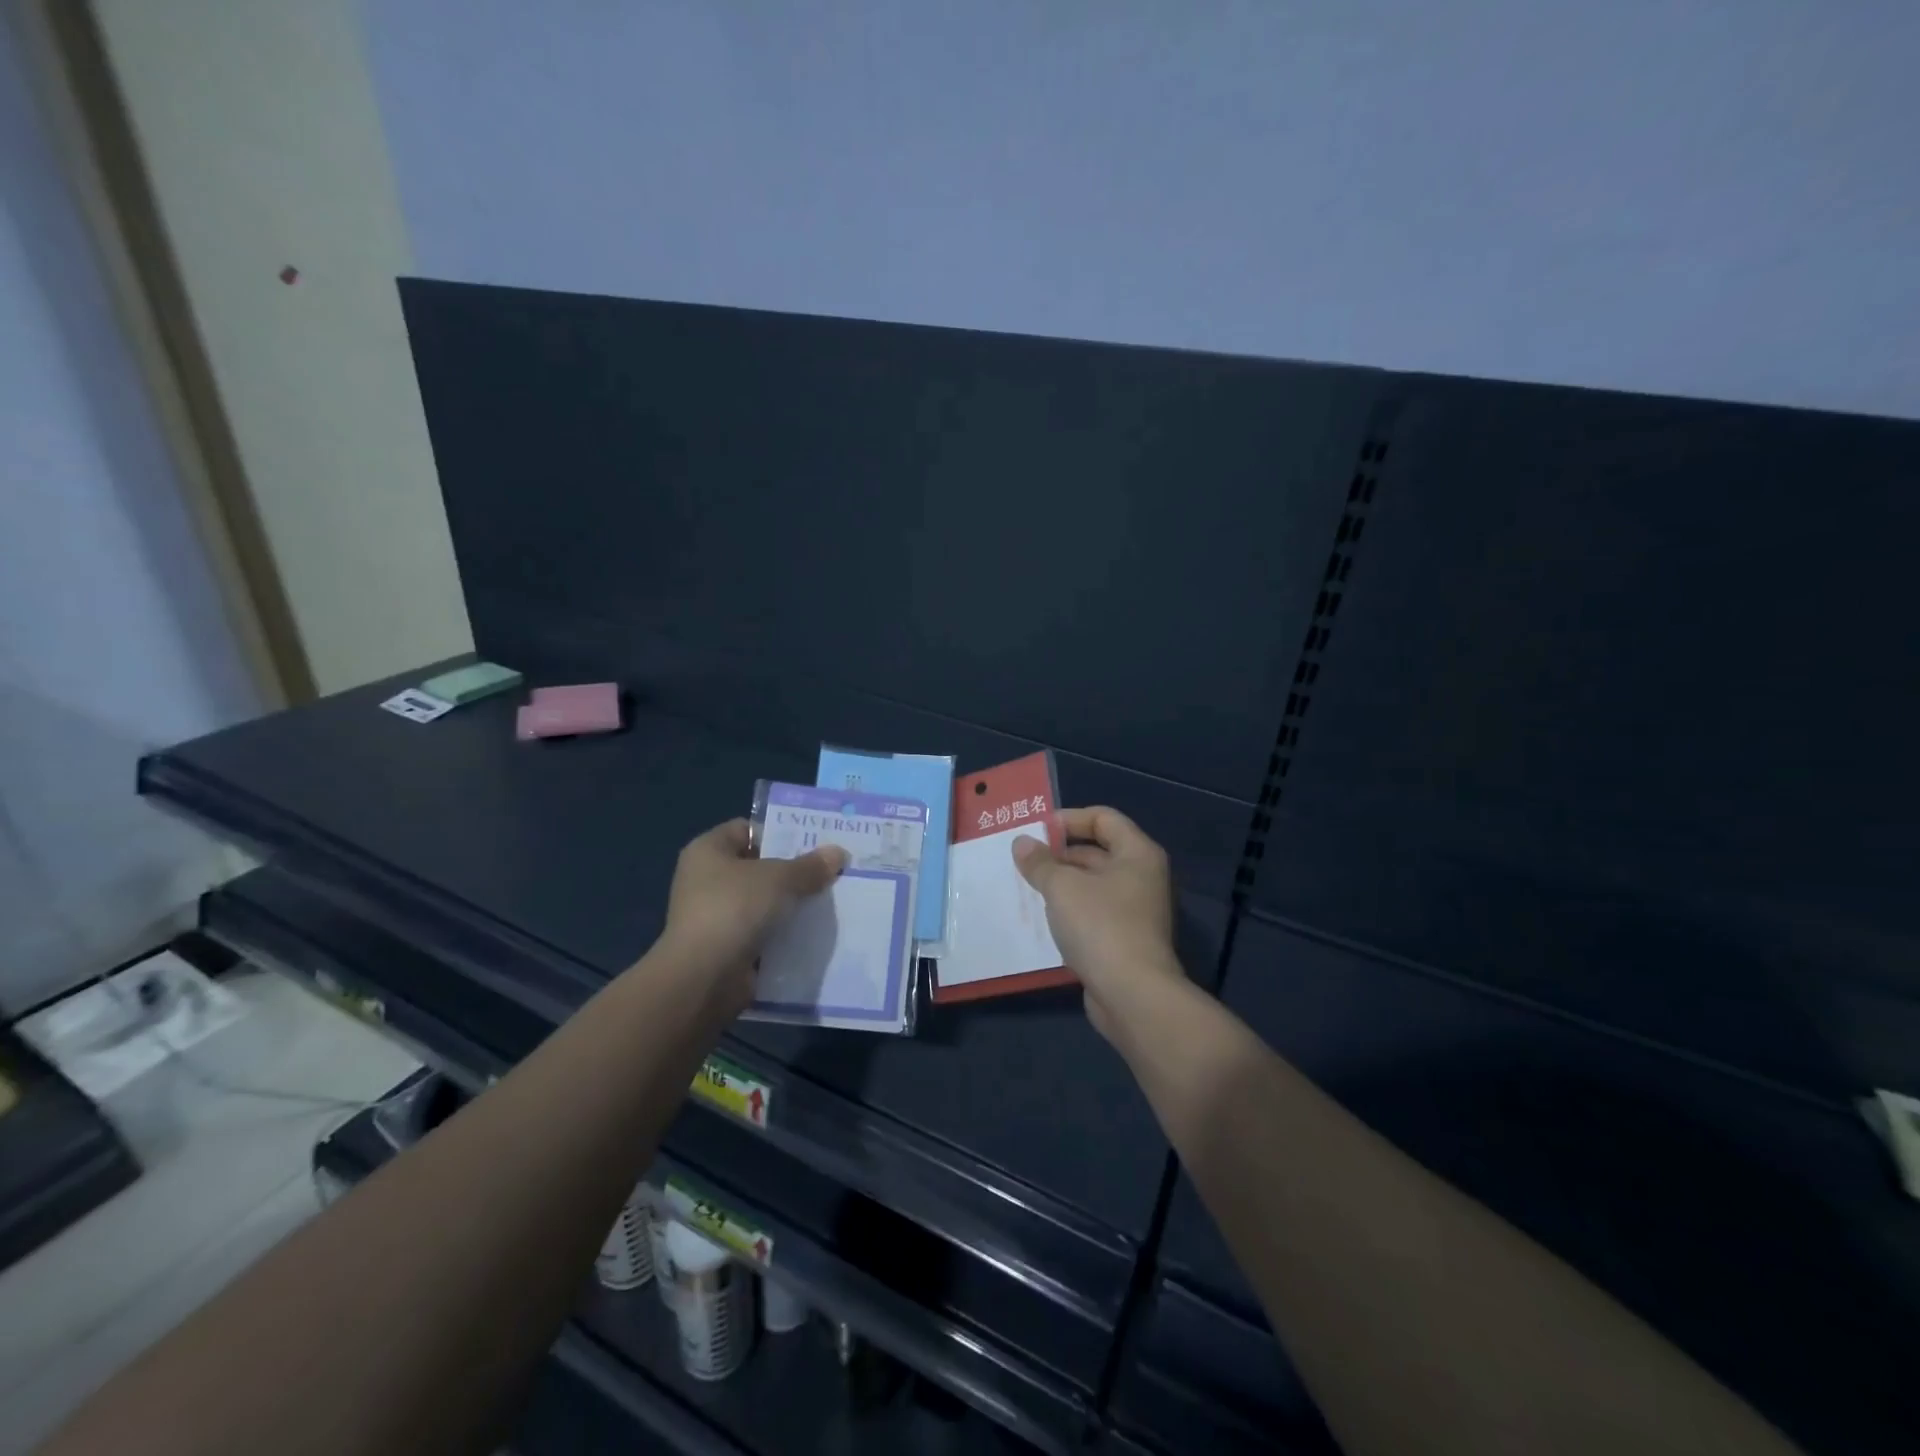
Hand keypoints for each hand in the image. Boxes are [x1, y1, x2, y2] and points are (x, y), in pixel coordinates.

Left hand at [659, 819, 847, 1008]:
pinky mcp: (726, 946)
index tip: (815, 841)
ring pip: (763, 901)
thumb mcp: (780, 878)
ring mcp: (715, 915)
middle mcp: (706, 879)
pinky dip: (784, 932)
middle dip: (793, 870)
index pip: (747, 829)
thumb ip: (810, 866)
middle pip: (759, 866)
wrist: (704, 977)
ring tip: (830, 899)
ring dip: (791, 903)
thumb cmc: (734, 909)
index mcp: (708, 850)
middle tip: (830, 869)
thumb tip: (838, 853)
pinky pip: (762, 931)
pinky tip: (814, 930)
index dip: (780, 832)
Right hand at [1013, 806, 1183, 1042]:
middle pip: (1098, 851)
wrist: (1133, 996)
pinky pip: (1093, 913)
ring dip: (1061, 884)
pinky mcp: (1125, 940)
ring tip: (1026, 887)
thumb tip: (1022, 843)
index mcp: (1137, 853)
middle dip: (1059, 854)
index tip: (1037, 831)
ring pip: (1093, 885)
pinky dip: (1070, 911)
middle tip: (1024, 860)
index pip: (1103, 818)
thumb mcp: (1062, 887)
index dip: (1069, 819)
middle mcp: (1142, 877)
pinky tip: (1042, 919)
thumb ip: (1040, 862)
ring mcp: (1136, 911)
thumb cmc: (1100, 926)